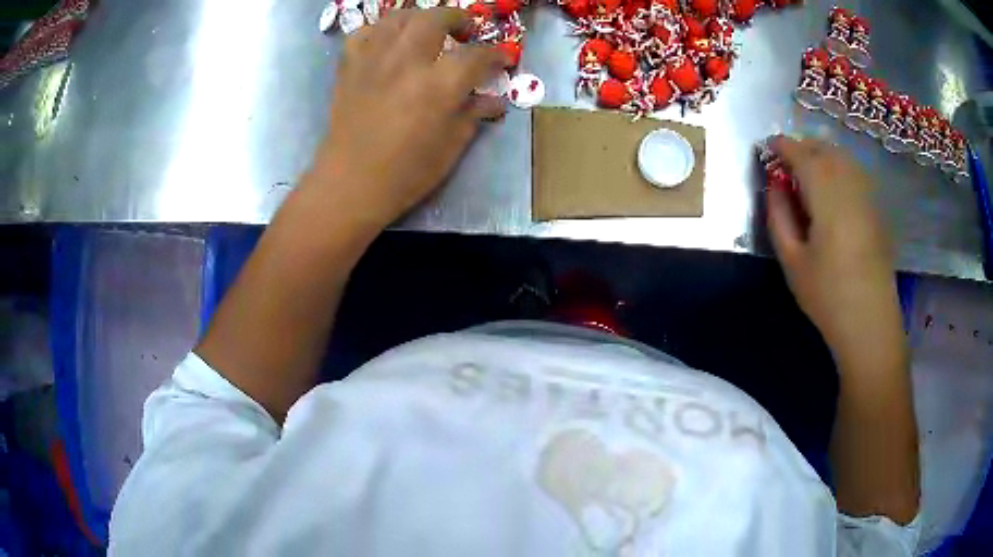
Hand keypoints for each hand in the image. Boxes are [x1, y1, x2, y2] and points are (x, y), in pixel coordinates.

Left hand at [310, 8, 507, 229]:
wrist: (350, 183)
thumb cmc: (406, 173)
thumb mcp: (450, 146)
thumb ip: (473, 114)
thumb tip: (494, 100)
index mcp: (439, 84)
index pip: (477, 55)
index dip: (496, 54)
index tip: (503, 59)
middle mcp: (407, 60)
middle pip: (436, 18)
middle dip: (458, 18)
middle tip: (465, 31)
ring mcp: (374, 59)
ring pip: (399, 17)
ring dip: (419, 18)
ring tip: (426, 30)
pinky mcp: (350, 67)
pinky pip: (364, 33)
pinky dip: (379, 32)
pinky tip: (387, 43)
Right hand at [766, 136, 903, 368]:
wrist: (870, 323)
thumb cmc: (827, 295)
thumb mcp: (792, 260)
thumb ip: (778, 216)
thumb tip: (774, 185)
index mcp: (826, 195)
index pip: (801, 155)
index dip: (782, 146)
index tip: (768, 147)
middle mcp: (849, 185)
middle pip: (824, 149)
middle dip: (802, 146)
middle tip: (786, 159)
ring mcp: (867, 196)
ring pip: (842, 157)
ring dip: (822, 154)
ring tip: (807, 169)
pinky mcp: (876, 209)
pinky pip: (855, 172)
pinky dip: (839, 166)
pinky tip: (832, 186)